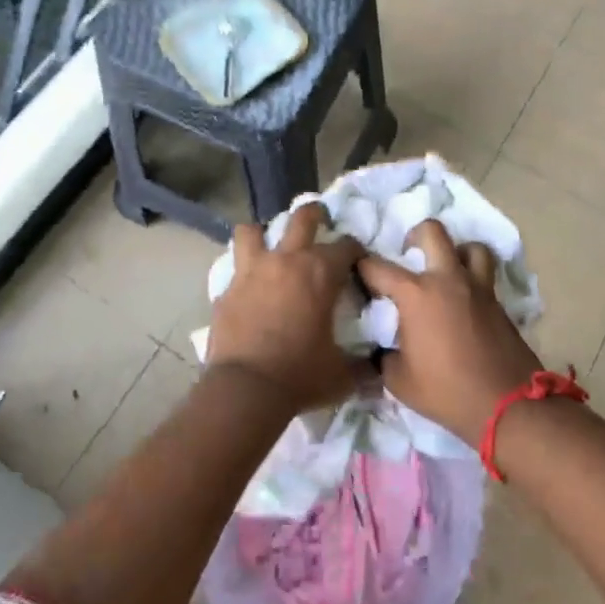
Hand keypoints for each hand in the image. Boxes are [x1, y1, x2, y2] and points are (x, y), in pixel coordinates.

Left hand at [207, 202, 367, 412]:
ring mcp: (252, 271)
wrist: (246, 389)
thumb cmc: (301, 375)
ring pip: (253, 231)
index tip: (357, 261)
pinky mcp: (227, 289)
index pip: (347, 246)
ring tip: (269, 246)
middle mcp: (287, 260)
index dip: (355, 251)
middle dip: (315, 214)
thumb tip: (377, 368)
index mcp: (321, 273)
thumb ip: (362, 366)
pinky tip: (248, 287)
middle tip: (320, 220)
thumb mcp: (342, 374)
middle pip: (302, 217)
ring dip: (263, 234)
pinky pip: (235, 269)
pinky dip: (243, 273)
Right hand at [356, 219, 543, 447]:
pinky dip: (473, 277)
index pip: (378, 267)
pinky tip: (464, 300)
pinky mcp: (498, 302)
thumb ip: (384, 356)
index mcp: (416, 294)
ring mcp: (477, 288)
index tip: (358, 273)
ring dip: (456, 251)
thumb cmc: (446, 392)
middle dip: (415, 236)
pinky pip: (485, 275)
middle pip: (433, 232)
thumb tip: (382, 348)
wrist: (506, 404)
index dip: (362, 267)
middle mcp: (447, 279)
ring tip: (446, 269)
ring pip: (470, 247)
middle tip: (409, 253)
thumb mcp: (399, 381)